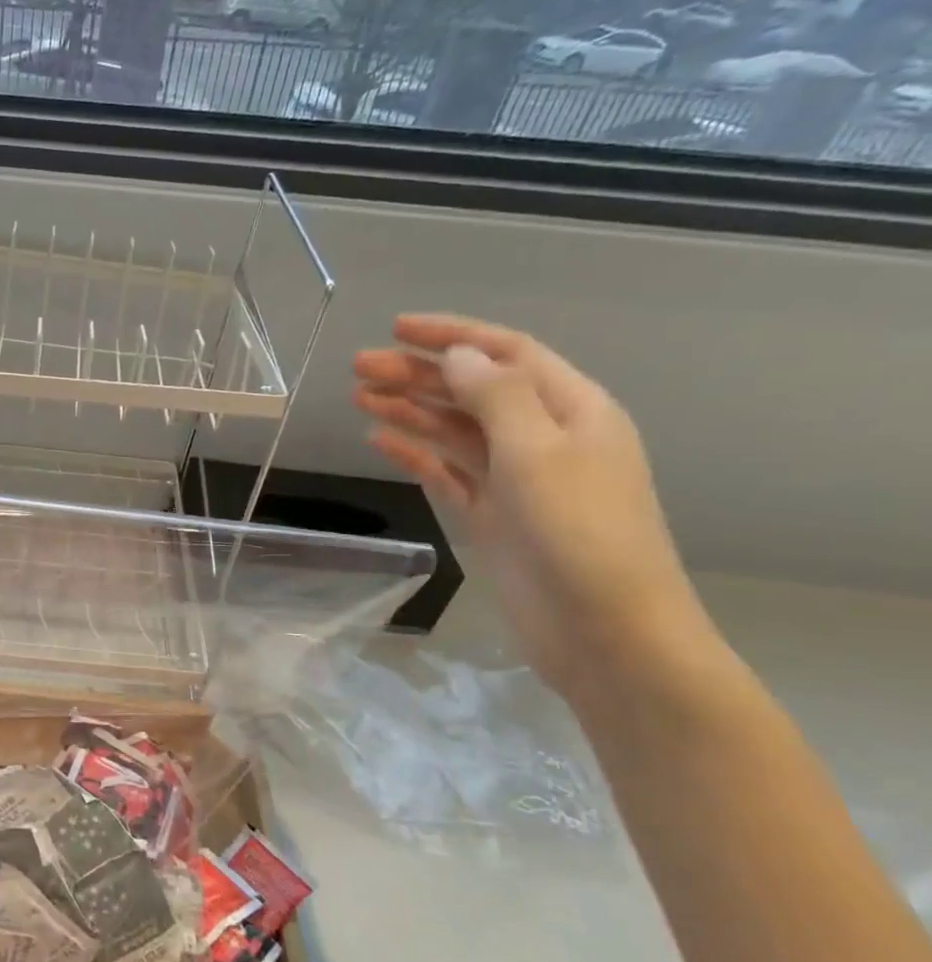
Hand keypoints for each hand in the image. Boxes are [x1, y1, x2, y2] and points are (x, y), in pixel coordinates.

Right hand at [354, 314, 705, 696]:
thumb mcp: (539, 453)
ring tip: (359, 397)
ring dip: (410, 410)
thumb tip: (459, 356)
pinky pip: (446, 472)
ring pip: (454, 430)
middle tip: (358, 368)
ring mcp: (515, 480)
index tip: (397, 329)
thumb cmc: (580, 533)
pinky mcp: (491, 516)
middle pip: (472, 390)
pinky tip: (380, 441)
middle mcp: (543, 437)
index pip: (506, 354)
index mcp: (572, 410)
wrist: (604, 631)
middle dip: (418, 374)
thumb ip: (495, 398)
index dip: (453, 336)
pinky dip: (414, 454)